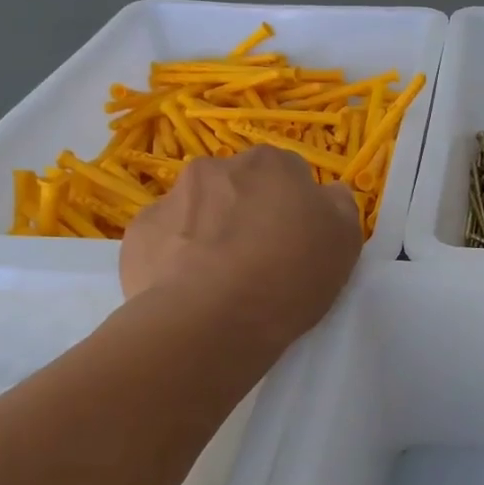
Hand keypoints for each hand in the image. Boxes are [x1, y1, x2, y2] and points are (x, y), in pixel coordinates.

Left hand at [119, 146, 362, 343]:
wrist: (210, 320)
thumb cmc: (288, 276)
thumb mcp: (344, 242)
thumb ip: (339, 206)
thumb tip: (328, 193)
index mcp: (272, 164)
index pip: (291, 174)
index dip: (297, 208)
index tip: (299, 242)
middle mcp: (218, 167)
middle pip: (241, 187)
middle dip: (249, 213)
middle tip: (261, 261)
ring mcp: (171, 197)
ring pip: (199, 210)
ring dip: (210, 232)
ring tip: (221, 281)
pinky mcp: (139, 233)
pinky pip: (166, 239)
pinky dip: (177, 256)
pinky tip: (189, 289)